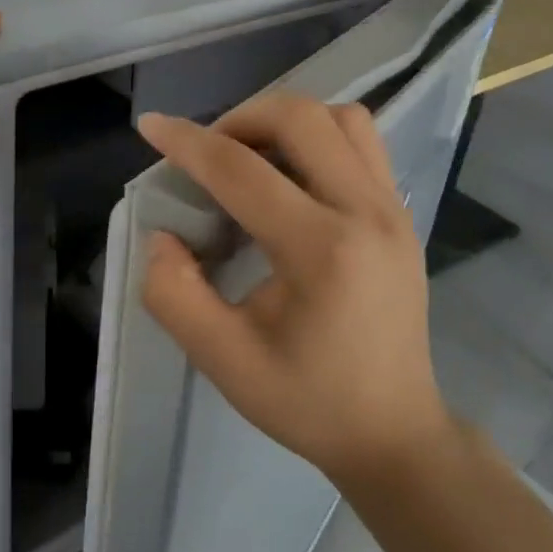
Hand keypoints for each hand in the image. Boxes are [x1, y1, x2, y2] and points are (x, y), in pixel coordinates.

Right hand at [136, 92, 450, 488]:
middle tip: (207, 152)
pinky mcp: (402, 214)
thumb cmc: (308, 401)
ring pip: (339, 118)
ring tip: (250, 155)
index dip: (187, 142)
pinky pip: (361, 142)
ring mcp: (393, 209)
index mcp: (322, 250)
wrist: (394, 433)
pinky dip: (318, 136)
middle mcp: (366, 212)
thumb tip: (163, 235)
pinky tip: (290, 174)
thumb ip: (175, 294)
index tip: (150, 126)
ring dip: (284, 121)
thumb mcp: (224, 361)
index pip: (242, 170)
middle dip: (239, 117)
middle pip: (300, 118)